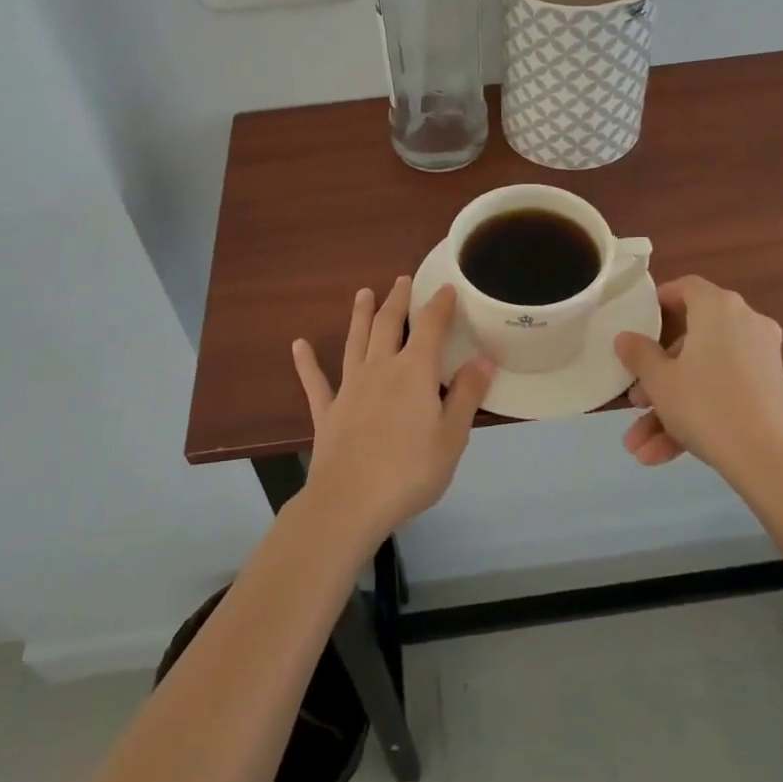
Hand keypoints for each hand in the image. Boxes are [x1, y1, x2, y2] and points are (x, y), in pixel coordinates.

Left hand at [292, 277, 494, 542]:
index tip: (446, 288)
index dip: (440, 305)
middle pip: (388, 324)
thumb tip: (484, 359)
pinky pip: (315, 381)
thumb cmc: (410, 471)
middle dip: (398, 300)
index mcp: (414, 372)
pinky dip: (307, 362)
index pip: (430, 327)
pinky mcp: (327, 411)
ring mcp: (349, 388)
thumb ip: (466, 395)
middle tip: (402, 279)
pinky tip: (298, 345)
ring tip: (363, 293)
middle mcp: (380, 368)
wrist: (350, 502)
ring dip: (360, 315)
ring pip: (355, 341)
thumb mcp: (452, 436)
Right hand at [612, 275, 782, 478]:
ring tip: (638, 446)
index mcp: (718, 309)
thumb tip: (625, 337)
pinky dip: (695, 419)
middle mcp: (745, 325)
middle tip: (635, 400)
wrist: (773, 463)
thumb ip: (639, 354)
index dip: (659, 301)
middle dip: (657, 376)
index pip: (686, 288)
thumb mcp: (660, 381)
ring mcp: (760, 360)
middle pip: (691, 340)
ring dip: (669, 408)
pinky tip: (660, 457)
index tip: (638, 322)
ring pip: (704, 375)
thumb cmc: (707, 405)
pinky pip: (723, 394)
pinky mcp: (769, 393)